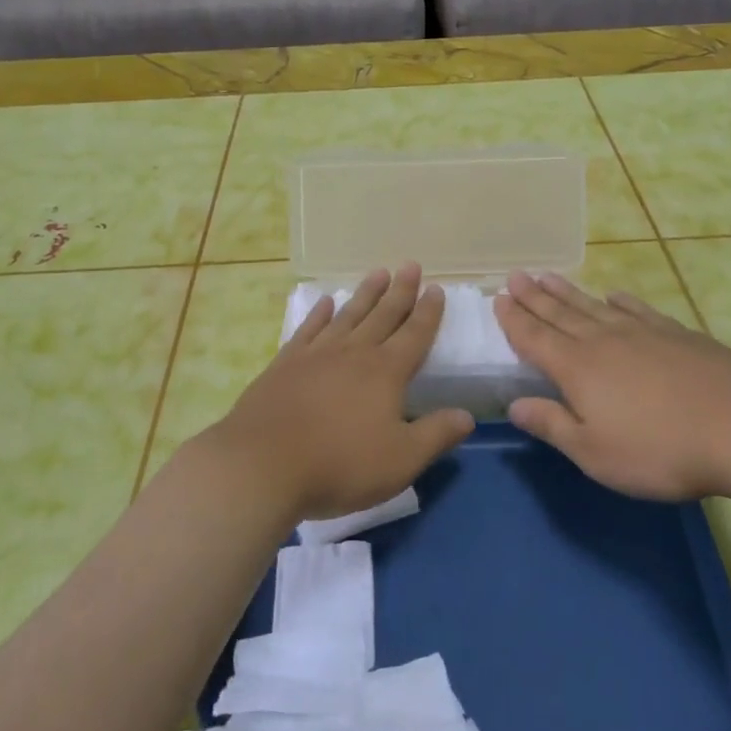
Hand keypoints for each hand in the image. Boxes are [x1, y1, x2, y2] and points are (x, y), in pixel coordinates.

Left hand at [203, 264, 474, 522]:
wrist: (263, 465)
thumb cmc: (340, 464)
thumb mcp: (400, 460)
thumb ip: (436, 435)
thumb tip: (468, 415)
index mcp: (385, 372)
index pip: (414, 335)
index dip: (428, 312)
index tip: (436, 288)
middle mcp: (353, 353)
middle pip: (382, 315)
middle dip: (400, 291)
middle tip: (410, 265)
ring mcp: (316, 354)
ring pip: (348, 315)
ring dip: (365, 294)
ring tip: (377, 273)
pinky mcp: (285, 364)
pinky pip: (308, 329)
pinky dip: (319, 314)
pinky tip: (326, 303)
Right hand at [494, 271, 730, 500]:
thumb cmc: (659, 449)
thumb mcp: (594, 452)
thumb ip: (553, 425)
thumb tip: (514, 405)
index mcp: (577, 369)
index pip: (534, 339)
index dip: (514, 320)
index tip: (498, 299)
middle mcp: (603, 341)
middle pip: (560, 314)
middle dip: (534, 296)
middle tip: (515, 275)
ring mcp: (642, 333)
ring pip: (593, 306)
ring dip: (567, 291)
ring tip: (548, 276)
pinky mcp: (676, 334)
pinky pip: (637, 309)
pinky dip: (620, 301)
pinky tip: (613, 295)